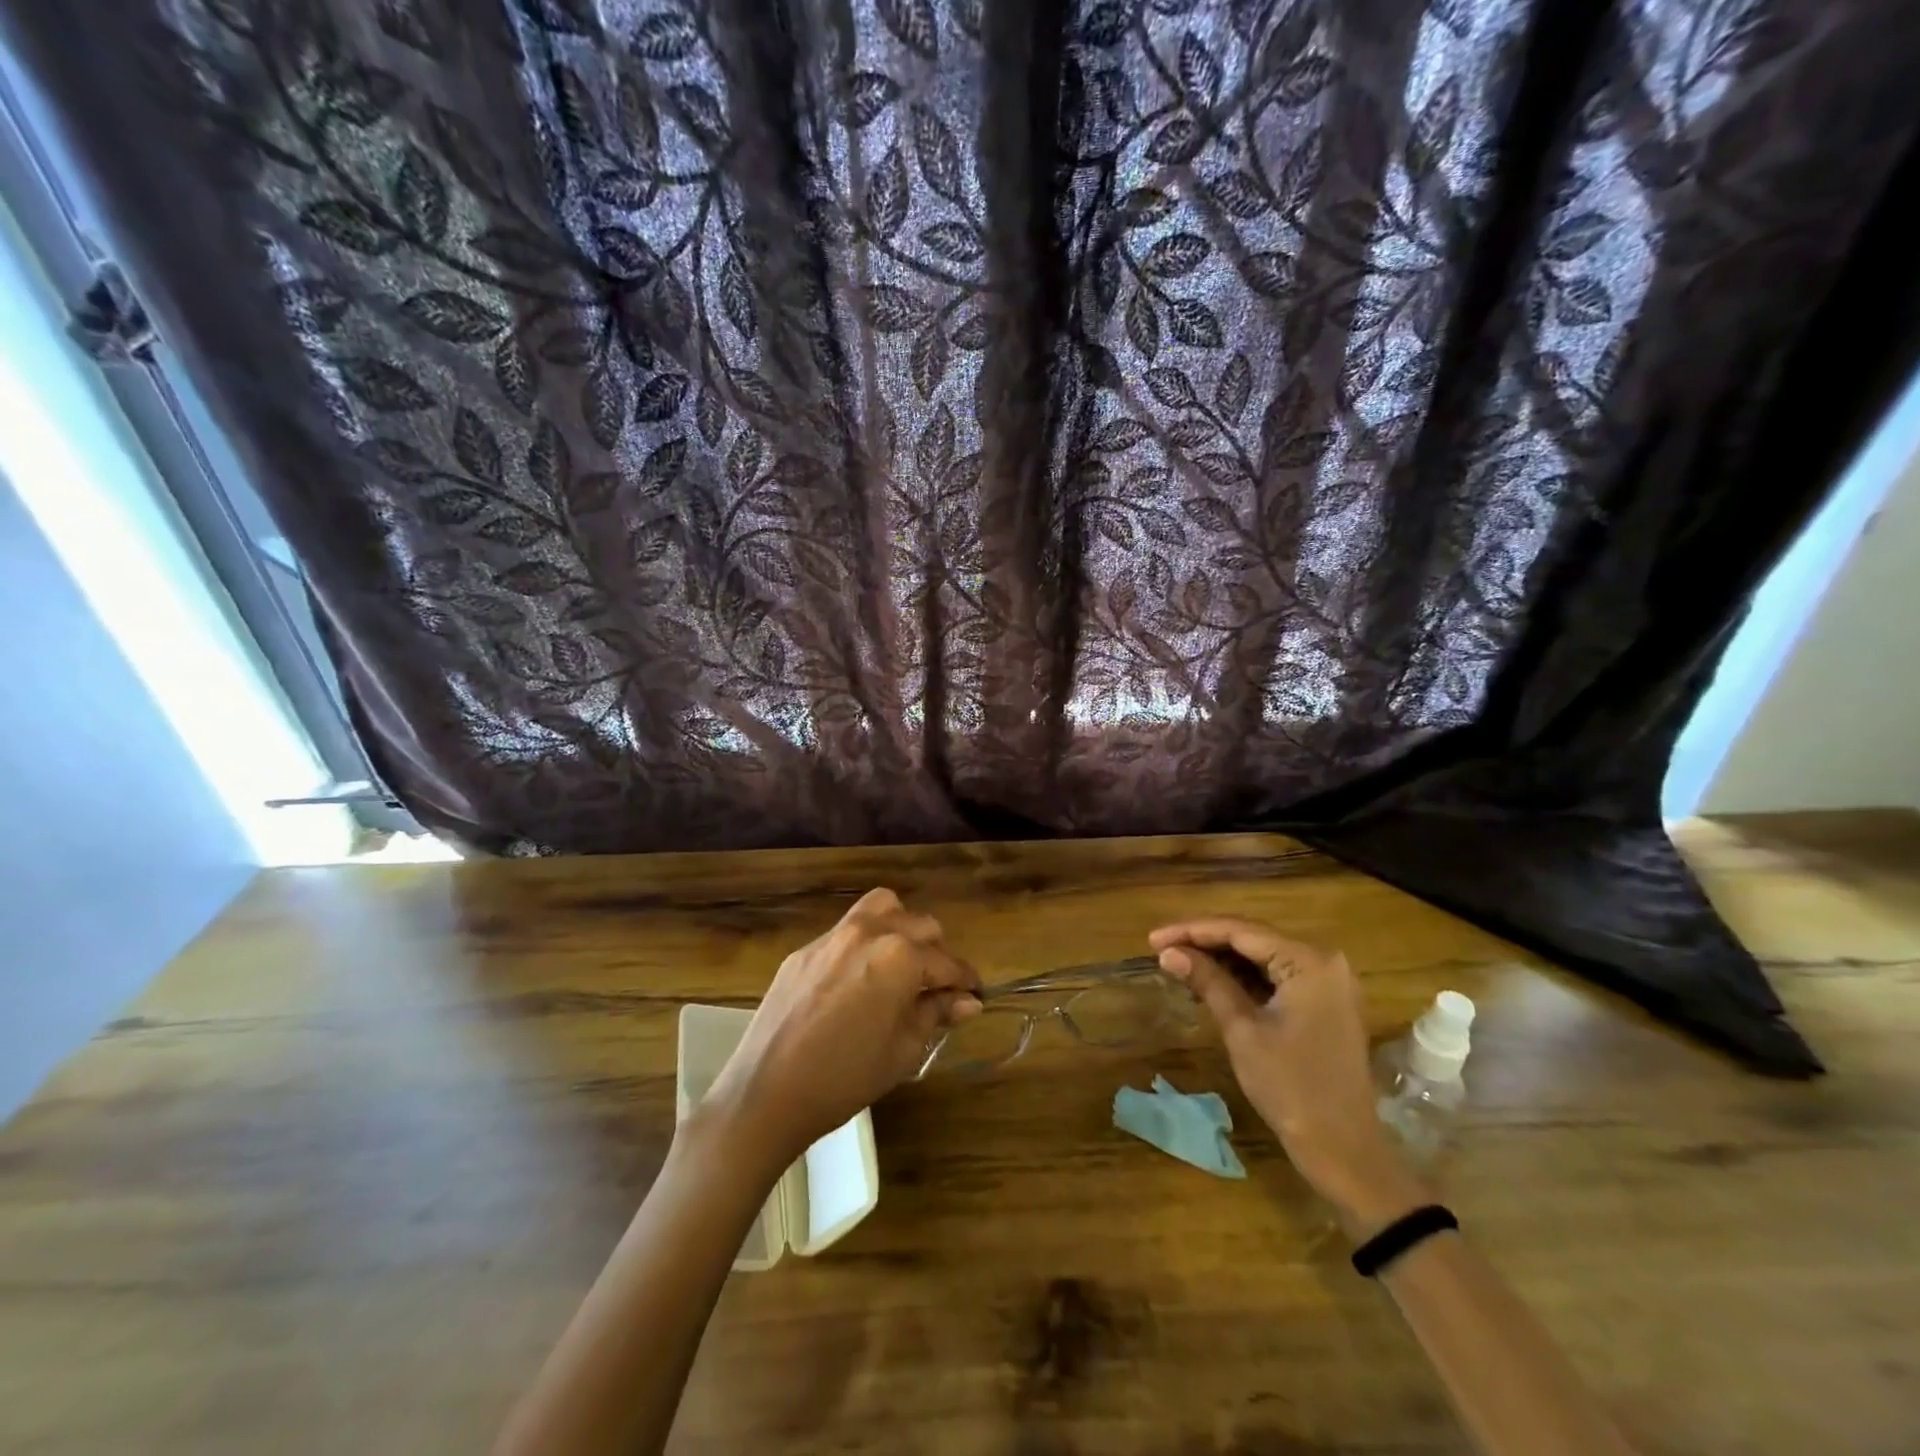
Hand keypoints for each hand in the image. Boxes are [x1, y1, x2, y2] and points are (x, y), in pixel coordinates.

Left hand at [704, 888, 980, 1170]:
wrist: (766, 1092)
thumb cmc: (845, 1077)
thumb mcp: (903, 1049)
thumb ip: (937, 1013)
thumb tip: (968, 1001)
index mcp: (900, 955)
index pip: (947, 962)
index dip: (965, 981)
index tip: (973, 996)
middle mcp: (869, 931)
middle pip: (921, 925)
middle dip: (936, 954)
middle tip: (935, 990)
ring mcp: (833, 935)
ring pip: (883, 910)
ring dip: (902, 930)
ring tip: (900, 968)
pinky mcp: (805, 949)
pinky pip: (848, 930)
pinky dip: (866, 943)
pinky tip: (859, 982)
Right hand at [1149, 917, 1425, 1234]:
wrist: (1344, 1149)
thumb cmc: (1290, 1087)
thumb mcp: (1242, 1029)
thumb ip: (1207, 981)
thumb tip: (1168, 952)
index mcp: (1308, 961)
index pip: (1240, 931)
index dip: (1192, 931)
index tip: (1152, 938)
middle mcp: (1324, 960)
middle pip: (1252, 938)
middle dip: (1204, 941)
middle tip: (1161, 948)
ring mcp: (1328, 982)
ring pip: (1263, 956)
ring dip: (1221, 958)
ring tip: (1178, 962)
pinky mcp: (1325, 1002)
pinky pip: (1277, 975)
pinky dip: (1243, 977)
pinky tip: (1210, 980)